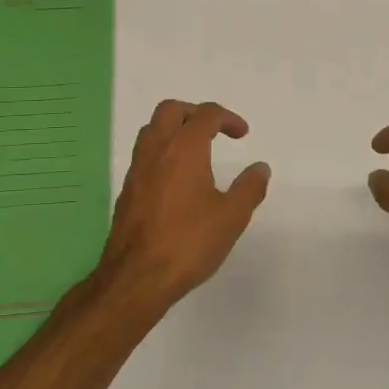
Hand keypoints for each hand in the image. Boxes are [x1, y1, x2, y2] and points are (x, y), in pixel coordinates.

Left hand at [93, 100, 269, 311]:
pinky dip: (162, 153)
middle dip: (194, 112)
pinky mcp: (127, 191)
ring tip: (195, 151)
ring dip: (173, 130)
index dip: (227, 119)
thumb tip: (260, 168)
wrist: (137, 277)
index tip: (242, 135)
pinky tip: (176, 180)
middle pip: (170, 110)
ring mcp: (137, 170)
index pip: (206, 115)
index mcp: (184, 149)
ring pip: (151, 131)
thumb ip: (249, 188)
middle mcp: (157, 151)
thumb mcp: (232, 216)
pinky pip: (144, 156)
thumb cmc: (188, 242)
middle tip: (213, 130)